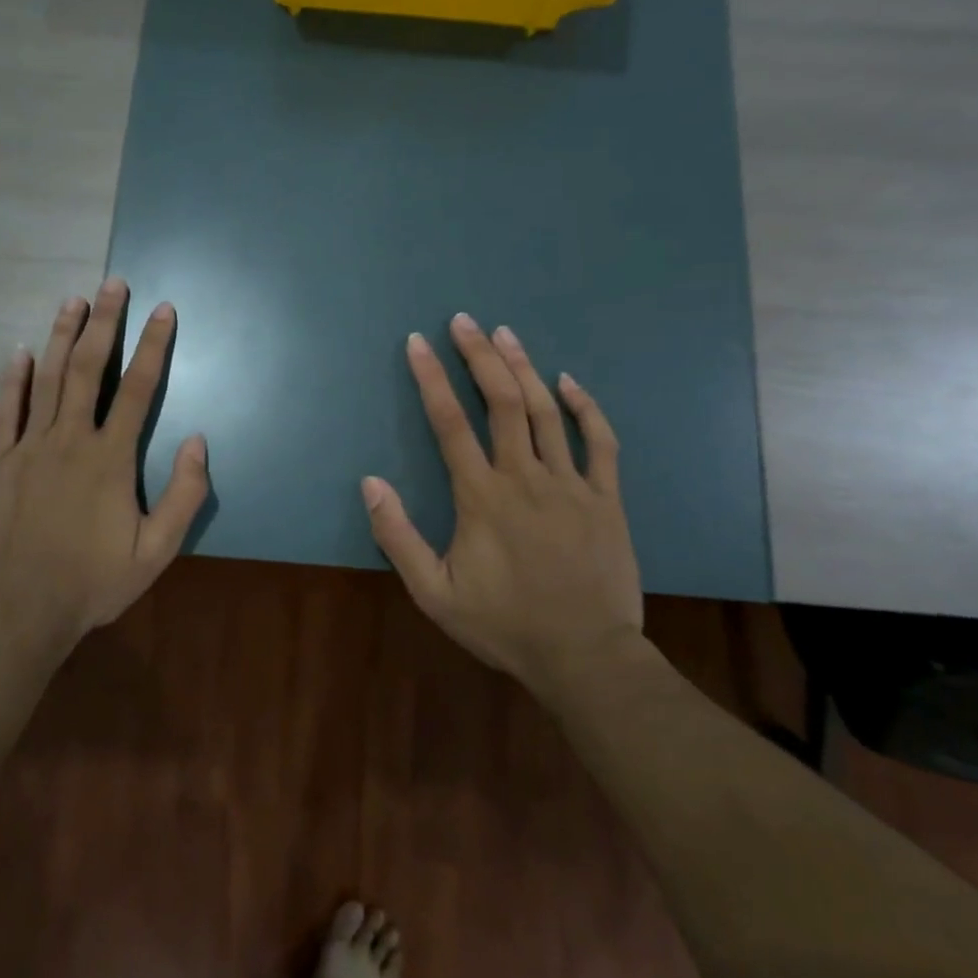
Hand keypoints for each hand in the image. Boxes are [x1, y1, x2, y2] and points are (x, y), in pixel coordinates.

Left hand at [0, 278, 208, 641]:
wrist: (23, 611)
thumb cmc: (95, 581)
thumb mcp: (157, 551)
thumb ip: (184, 495)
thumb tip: (199, 441)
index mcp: (111, 458)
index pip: (139, 389)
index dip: (154, 346)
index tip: (163, 311)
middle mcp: (70, 440)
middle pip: (90, 369)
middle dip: (104, 323)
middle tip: (113, 284)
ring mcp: (29, 448)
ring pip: (48, 380)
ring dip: (62, 337)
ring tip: (73, 301)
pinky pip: (5, 411)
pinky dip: (13, 379)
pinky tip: (20, 351)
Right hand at [362, 314, 644, 690]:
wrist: (584, 657)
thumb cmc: (504, 625)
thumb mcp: (434, 593)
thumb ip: (398, 536)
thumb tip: (371, 482)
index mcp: (481, 497)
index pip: (449, 423)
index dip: (431, 378)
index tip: (417, 343)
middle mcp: (525, 477)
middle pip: (500, 401)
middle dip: (478, 356)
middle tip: (463, 321)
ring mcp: (571, 484)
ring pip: (546, 411)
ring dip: (523, 367)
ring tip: (505, 333)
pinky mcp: (606, 498)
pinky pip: (599, 441)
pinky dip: (585, 407)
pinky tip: (569, 381)